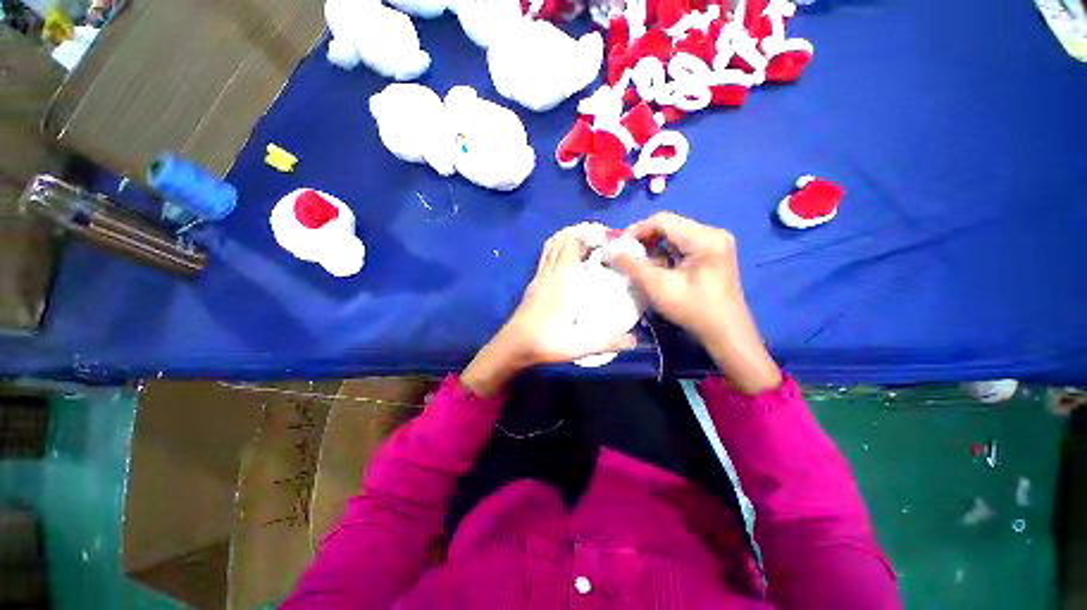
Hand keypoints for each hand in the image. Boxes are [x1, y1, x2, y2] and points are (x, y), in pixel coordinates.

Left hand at [462, 224, 637, 396]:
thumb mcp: (580, 345)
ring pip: (551, 245)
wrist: (515, 345)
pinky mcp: (534, 283)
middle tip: (600, 238)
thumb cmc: (547, 341)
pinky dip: (556, 248)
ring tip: (585, 243)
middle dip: (580, 231)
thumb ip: (608, 342)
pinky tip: (567, 260)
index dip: (588, 232)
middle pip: (561, 238)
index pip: (572, 243)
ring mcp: (539, 276)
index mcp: (563, 279)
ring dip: (566, 237)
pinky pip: (545, 257)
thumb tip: (635, 341)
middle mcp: (550, 272)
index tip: (606, 234)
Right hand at [611, 212, 780, 393]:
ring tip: (638, 263)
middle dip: (644, 240)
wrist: (725, 332)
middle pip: (669, 226)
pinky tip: (655, 268)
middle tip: (626, 255)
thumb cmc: (693, 309)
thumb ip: (632, 265)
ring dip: (653, 248)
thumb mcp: (657, 286)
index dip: (636, 230)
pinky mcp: (713, 254)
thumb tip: (612, 249)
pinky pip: (682, 246)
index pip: (662, 220)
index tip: (619, 245)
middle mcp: (712, 233)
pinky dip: (665, 254)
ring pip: (674, 236)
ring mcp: (715, 243)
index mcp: (704, 237)